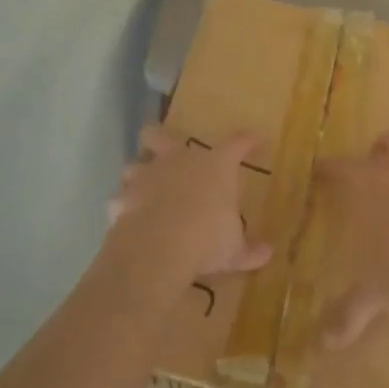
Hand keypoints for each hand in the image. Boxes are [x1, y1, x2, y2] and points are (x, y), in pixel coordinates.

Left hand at [105, 125, 271, 284]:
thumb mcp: (234, 250)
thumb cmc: (207, 238)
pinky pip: (120, 201)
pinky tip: (129, 219)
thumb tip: (267, 252)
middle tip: (165, 149)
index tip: (256, 139)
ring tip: (144, 188)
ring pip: (134, 164)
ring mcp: (146, 177)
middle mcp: (178, 161)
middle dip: (160, 138)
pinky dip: (124, 208)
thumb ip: (250, 250)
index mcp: (214, 166)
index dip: (248, 141)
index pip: (237, 144)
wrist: (159, 248)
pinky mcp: (123, 200)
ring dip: (139, 174)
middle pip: (160, 135)